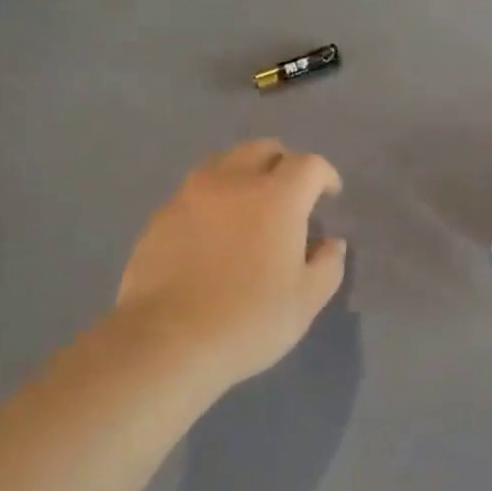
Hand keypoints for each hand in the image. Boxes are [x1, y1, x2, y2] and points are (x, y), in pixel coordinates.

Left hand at [116, 140, 347, 388]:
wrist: (167, 341)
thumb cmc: (249, 321)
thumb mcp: (306, 301)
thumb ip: (327, 265)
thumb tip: (331, 243)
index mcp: (276, 198)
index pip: (308, 165)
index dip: (325, 176)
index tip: (329, 196)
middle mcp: (232, 182)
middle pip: (261, 150)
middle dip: (282, 164)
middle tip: (290, 195)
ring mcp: (190, 196)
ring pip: (223, 165)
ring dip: (244, 176)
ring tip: (250, 209)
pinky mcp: (161, 217)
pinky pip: (195, 193)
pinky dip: (213, 201)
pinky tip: (214, 235)